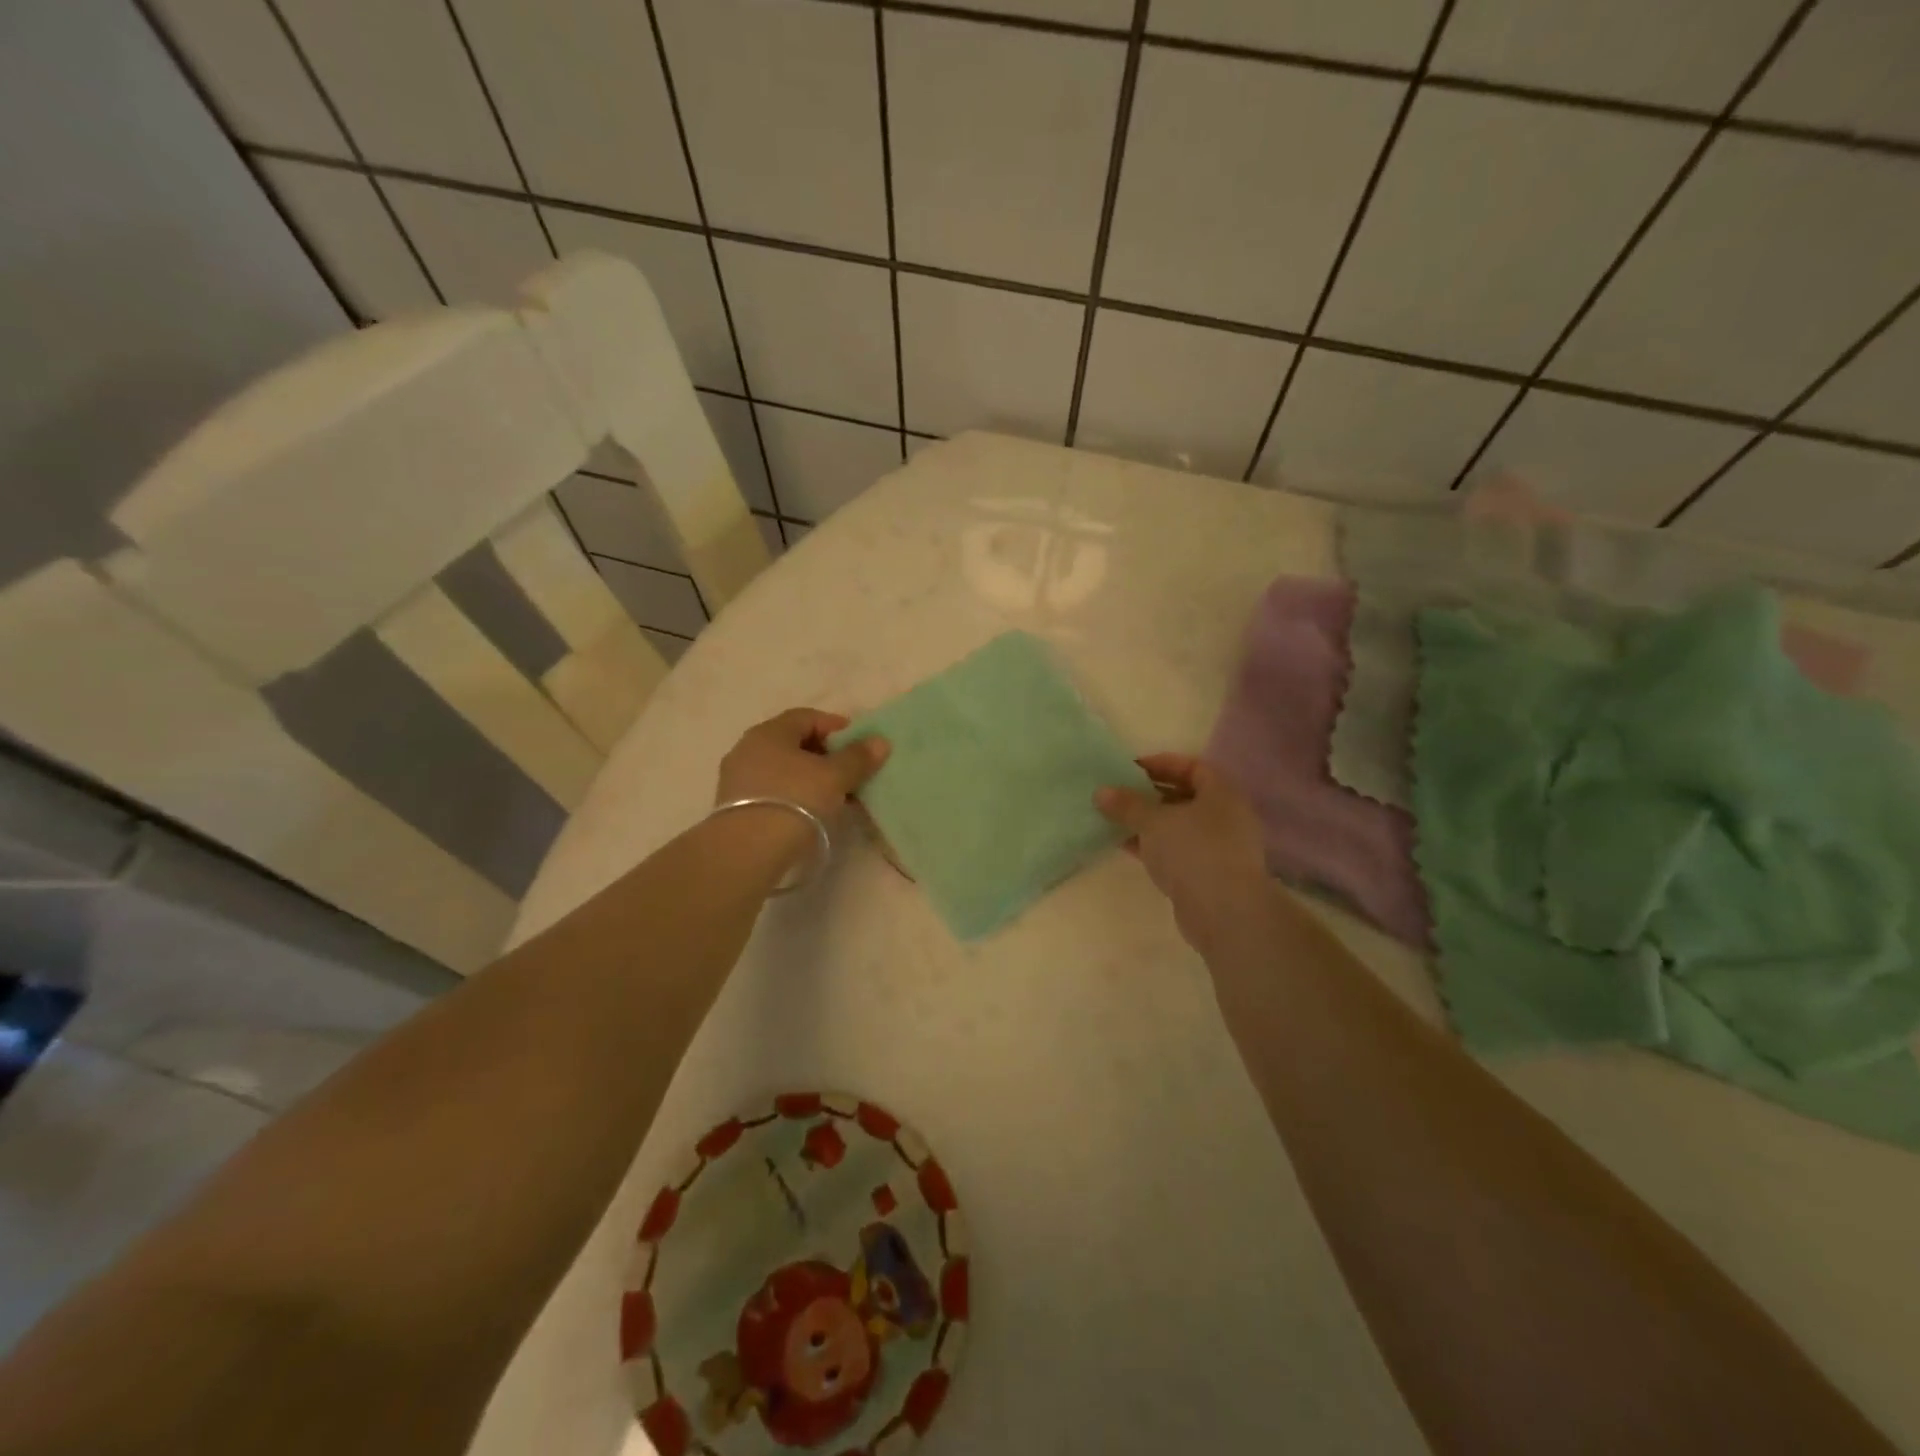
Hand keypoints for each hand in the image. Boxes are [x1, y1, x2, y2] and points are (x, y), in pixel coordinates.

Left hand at [716, 709, 888, 825]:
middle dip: (824, 754)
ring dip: (809, 777)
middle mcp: (748, 748)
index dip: (835, 726)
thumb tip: (880, 741)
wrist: (747, 851)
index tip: (858, 742)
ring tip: (834, 795)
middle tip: (849, 770)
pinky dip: (794, 794)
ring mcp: (737, 779)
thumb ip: (857, 757)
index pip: (806, 717)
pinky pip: (772, 790)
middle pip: (792, 743)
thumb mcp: (834, 777)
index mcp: (769, 732)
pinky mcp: (734, 807)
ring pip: (782, 769)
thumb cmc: (795, 800)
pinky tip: (811, 811)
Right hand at [1096, 753, 1268, 949]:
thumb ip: (1127, 804)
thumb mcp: (1153, 822)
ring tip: (1117, 819)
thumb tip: (1101, 791)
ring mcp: (1220, 848)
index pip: (1192, 766)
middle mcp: (1226, 816)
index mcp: (1222, 793)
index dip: (1162, 764)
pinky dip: (1154, 846)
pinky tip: (1126, 846)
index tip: (1131, 769)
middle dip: (1151, 794)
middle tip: (1120, 794)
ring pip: (1180, 826)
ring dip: (1150, 822)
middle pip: (1185, 796)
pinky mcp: (1209, 874)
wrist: (1225, 913)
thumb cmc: (1193, 852)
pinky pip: (1178, 851)